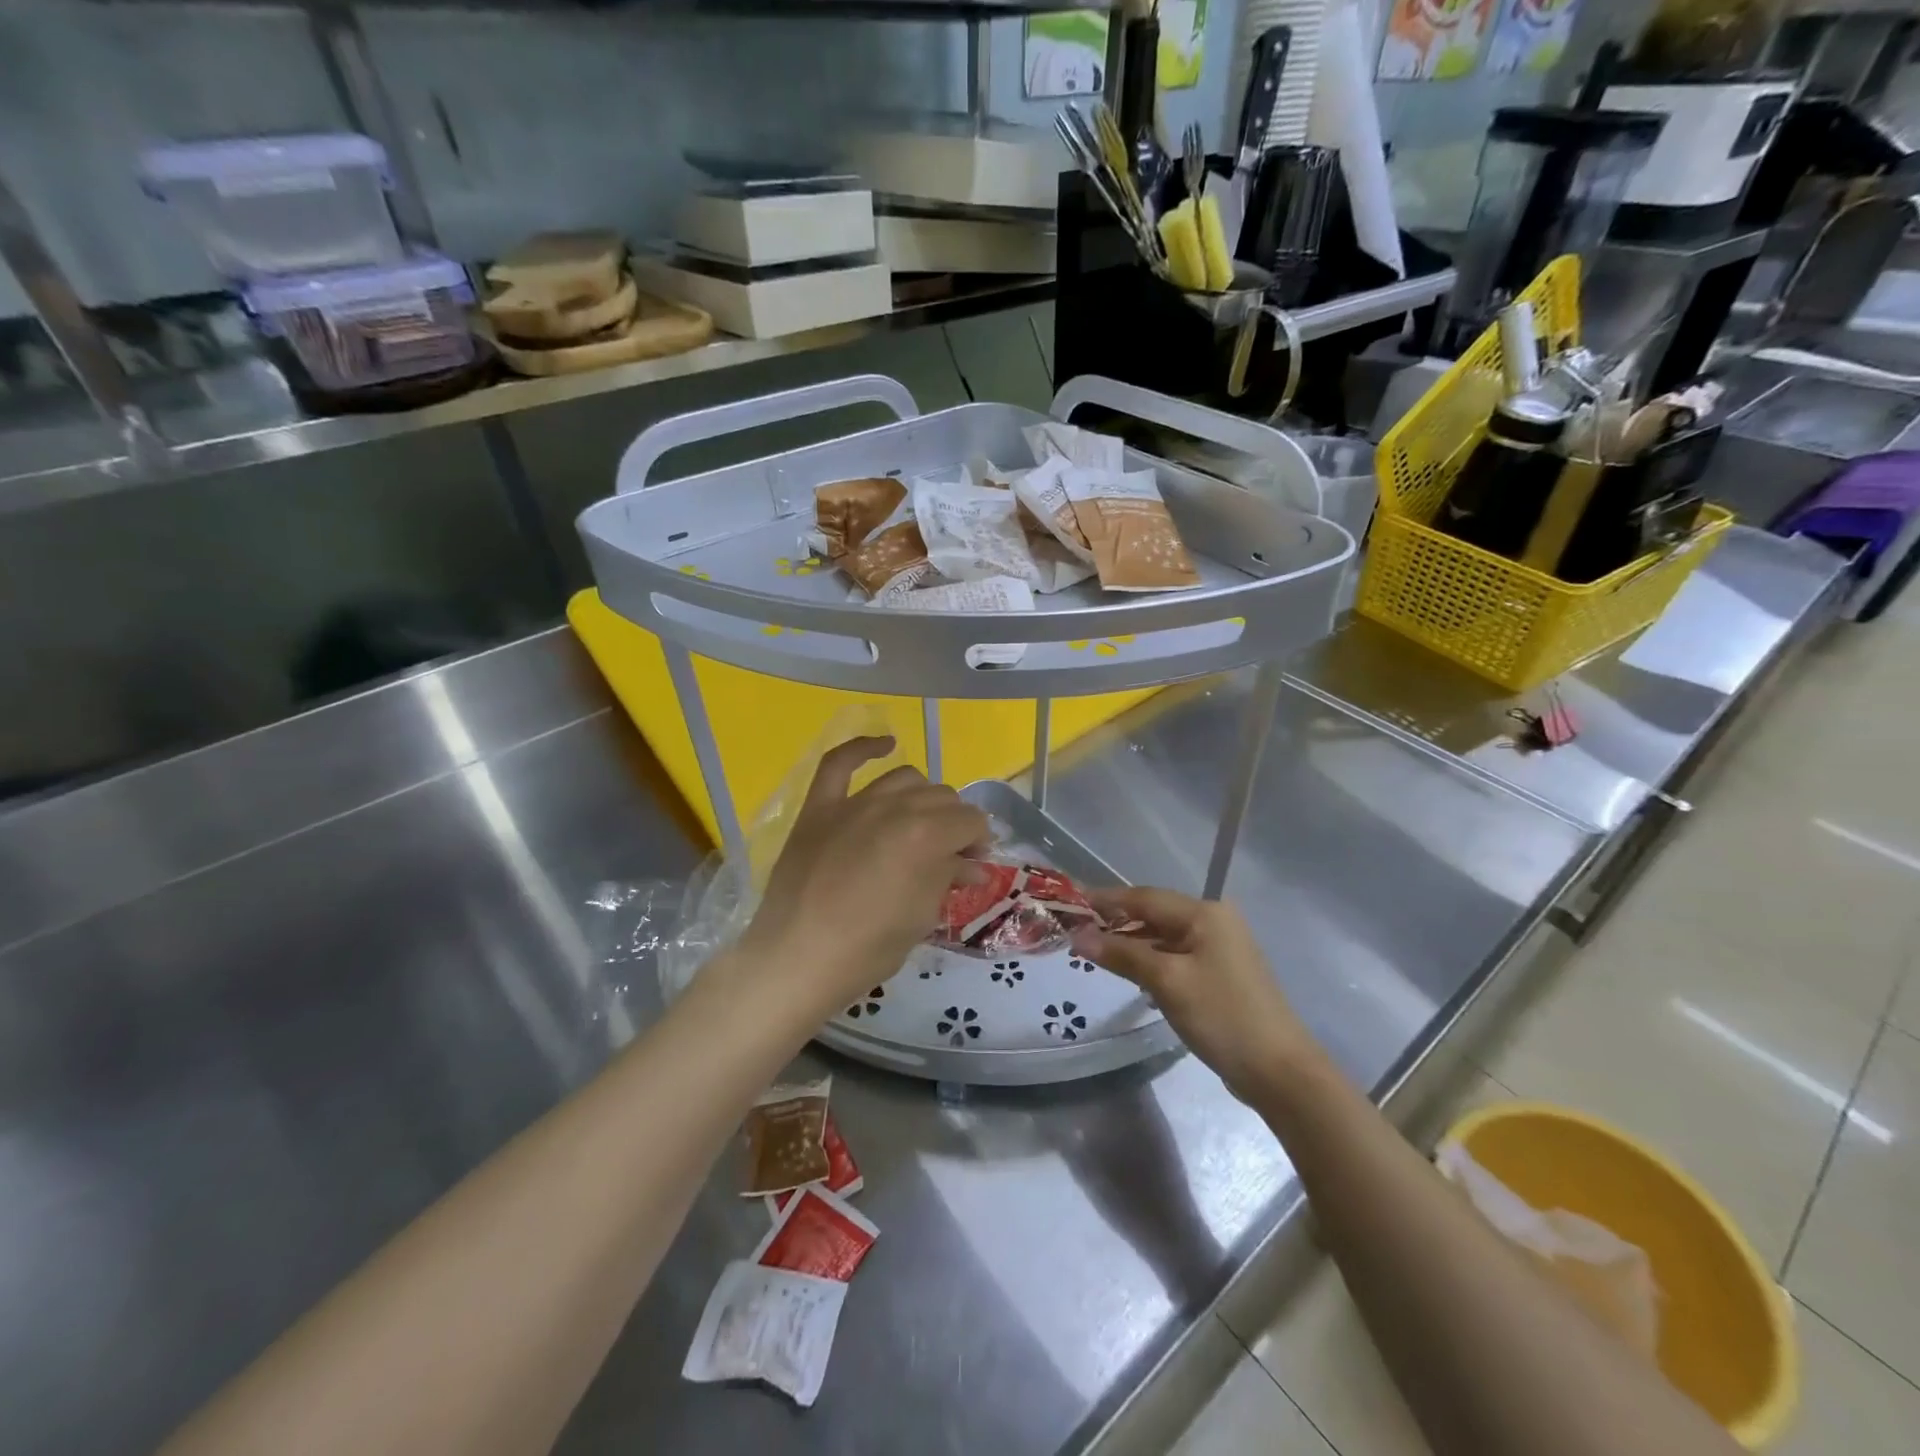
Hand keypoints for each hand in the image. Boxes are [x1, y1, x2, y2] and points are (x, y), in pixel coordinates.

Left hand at [743, 736, 989, 1013]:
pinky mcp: (818, 808)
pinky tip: (885, 745)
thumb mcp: (922, 917)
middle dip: (955, 823)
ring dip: (922, 797)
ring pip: (904, 778)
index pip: (970, 821)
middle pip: (941, 797)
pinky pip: (839, 763)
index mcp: (924, 835)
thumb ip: (948, 878)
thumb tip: (971, 864)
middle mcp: (892, 807)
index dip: (978, 842)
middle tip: (950, 855)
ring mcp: (852, 803)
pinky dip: (863, 748)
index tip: (972, 865)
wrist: (796, 960)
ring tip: (921, 822)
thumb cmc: (867, 949)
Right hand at [1072, 887, 1315, 1103]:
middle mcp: (1214, 922)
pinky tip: (1130, 974)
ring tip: (1095, 953)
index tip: (1070, 903)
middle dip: (1116, 922)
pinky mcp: (1219, 975)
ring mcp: (1219, 949)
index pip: (1144, 898)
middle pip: (1154, 914)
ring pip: (1163, 937)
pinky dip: (1150, 961)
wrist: (1280, 1071)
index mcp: (1205, 913)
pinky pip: (1175, 957)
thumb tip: (1078, 936)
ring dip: (1131, 943)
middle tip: (1077, 931)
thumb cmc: (1222, 1015)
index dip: (1105, 900)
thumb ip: (1121, 955)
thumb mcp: (1166, 981)